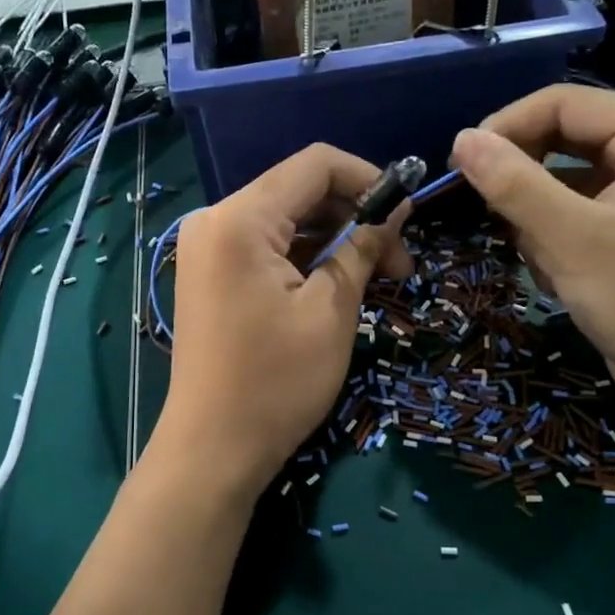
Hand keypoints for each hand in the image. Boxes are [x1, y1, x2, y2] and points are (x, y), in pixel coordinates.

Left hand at [152, 145, 410, 498]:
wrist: (212, 450)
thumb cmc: (276, 382)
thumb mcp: (332, 310)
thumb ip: (363, 246)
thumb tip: (396, 208)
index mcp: (240, 219)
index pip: (314, 164)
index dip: (368, 179)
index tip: (407, 215)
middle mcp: (215, 220)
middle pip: (298, 190)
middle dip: (354, 215)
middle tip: (399, 262)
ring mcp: (207, 248)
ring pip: (285, 220)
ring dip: (333, 239)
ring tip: (378, 279)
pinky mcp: (210, 274)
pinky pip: (265, 247)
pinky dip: (305, 257)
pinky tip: (338, 284)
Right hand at [450, 85, 614, 424]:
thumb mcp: (574, 240)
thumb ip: (514, 185)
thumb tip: (461, 139)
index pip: (562, 104)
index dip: (505, 129)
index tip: (458, 168)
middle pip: (559, 140)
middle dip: (522, 182)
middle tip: (490, 216)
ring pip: (558, 182)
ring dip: (536, 220)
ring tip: (545, 261)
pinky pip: (572, 215)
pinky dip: (553, 241)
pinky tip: (562, 278)